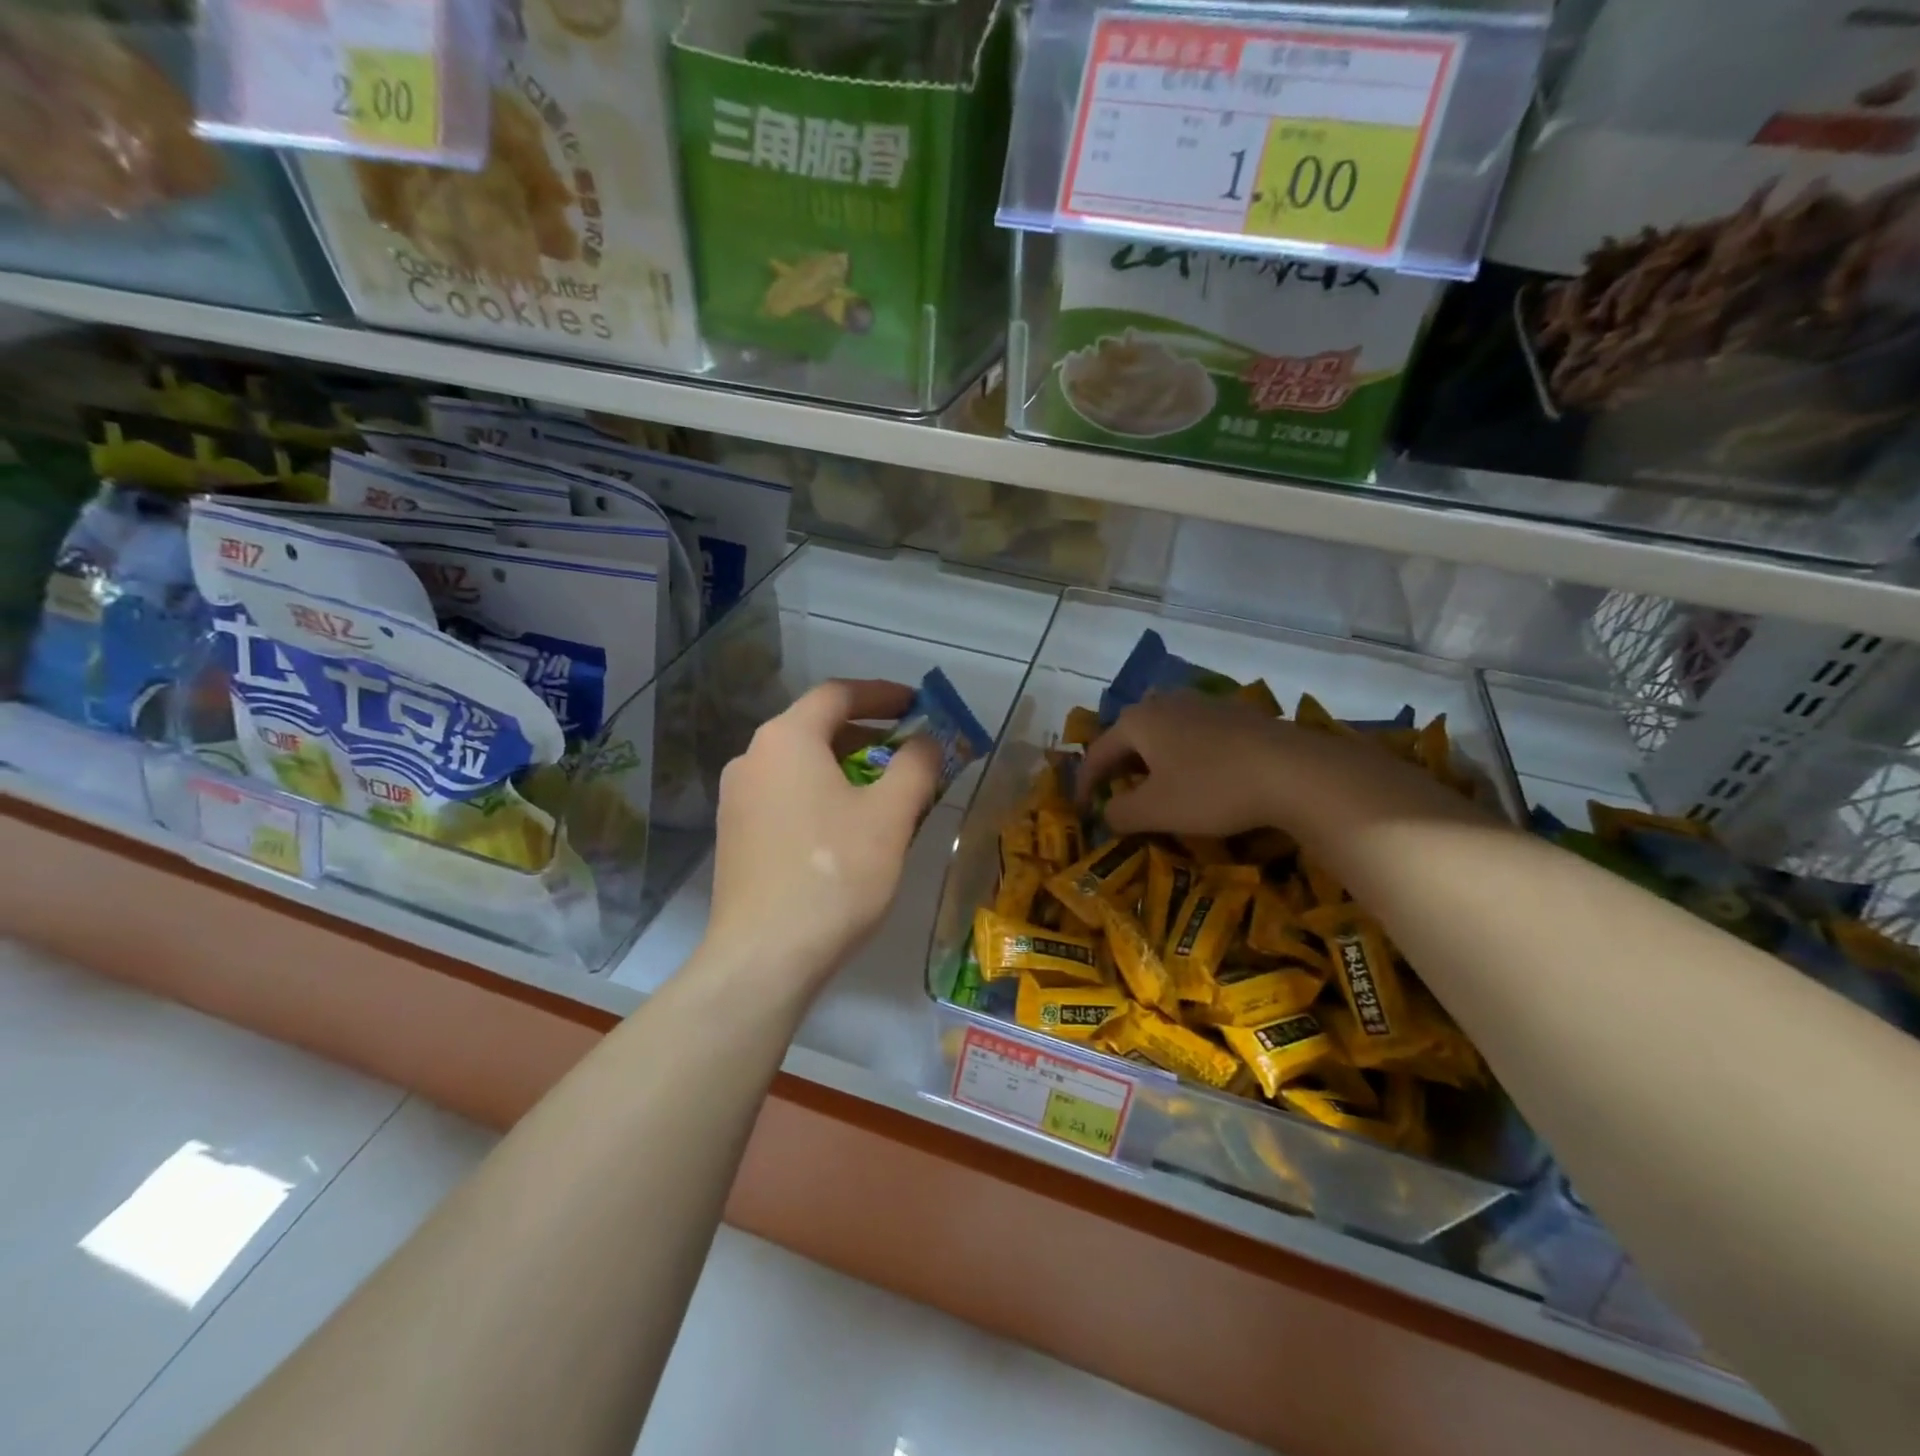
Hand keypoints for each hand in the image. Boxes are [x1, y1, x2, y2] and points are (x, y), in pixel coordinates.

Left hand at [702, 679, 940, 996]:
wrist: (764, 957)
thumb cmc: (834, 874)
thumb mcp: (890, 815)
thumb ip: (917, 765)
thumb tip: (929, 740)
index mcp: (787, 739)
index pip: (838, 694)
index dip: (884, 694)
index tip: (919, 706)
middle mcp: (752, 757)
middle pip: (817, 728)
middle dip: (869, 735)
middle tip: (910, 755)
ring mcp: (736, 798)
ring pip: (801, 765)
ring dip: (847, 768)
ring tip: (886, 796)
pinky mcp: (735, 835)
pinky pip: (786, 796)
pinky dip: (822, 796)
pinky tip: (848, 830)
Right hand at [1079, 692, 1295, 837]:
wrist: (1294, 771)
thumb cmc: (1212, 789)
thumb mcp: (1156, 811)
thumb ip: (1120, 814)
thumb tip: (1106, 814)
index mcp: (1138, 722)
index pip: (1097, 753)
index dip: (1086, 783)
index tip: (1083, 809)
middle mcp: (1165, 703)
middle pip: (1129, 736)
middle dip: (1118, 767)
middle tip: (1114, 795)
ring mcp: (1202, 704)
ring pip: (1163, 732)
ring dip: (1151, 759)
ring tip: (1153, 785)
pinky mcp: (1234, 714)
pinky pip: (1193, 734)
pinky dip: (1182, 755)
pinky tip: (1197, 774)